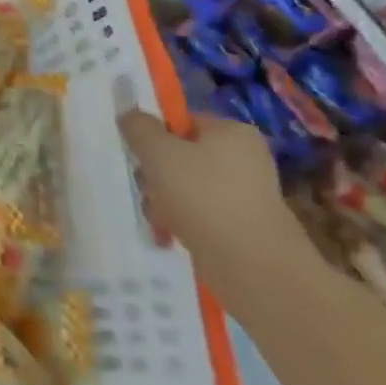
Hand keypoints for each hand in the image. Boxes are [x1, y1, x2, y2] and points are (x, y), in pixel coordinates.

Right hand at [119, 109, 310, 297]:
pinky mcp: (244, 228)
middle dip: (156, 174)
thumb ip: (138, 126)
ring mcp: (247, 196)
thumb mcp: (157, 151)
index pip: (182, 121)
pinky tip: (169, 235)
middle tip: (147, 189)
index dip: (154, 135)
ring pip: (186, 187)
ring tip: (158, 219)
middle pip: (181, 155)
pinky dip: (181, 222)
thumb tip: (131, 115)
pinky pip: (200, 214)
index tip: (138, 155)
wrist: (254, 269)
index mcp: (233, 132)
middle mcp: (246, 159)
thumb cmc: (203, 196)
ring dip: (162, 200)